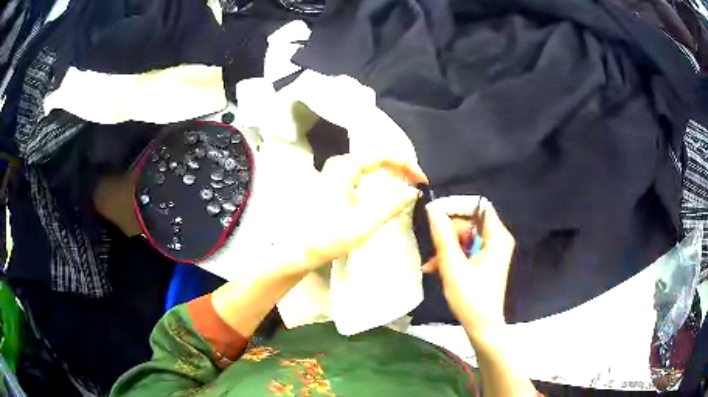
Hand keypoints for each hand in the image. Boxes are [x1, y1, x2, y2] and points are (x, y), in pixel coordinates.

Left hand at [267, 154, 427, 278]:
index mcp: (345, 168)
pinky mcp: (333, 183)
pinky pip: (362, 172)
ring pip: (370, 163)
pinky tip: (386, 189)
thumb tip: (412, 190)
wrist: (298, 250)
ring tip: (407, 183)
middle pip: (377, 156)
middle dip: (400, 166)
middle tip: (417, 182)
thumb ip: (390, 206)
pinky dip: (378, 178)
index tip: (422, 180)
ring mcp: (334, 173)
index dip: (406, 165)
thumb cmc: (327, 238)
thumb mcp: (363, 225)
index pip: (383, 156)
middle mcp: (339, 164)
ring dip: (390, 171)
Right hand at [424, 196, 514, 337]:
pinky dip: (453, 257)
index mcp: (497, 237)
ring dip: (447, 248)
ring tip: (431, 264)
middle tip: (433, 248)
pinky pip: (467, 250)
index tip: (434, 213)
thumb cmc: (471, 297)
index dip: (456, 207)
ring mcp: (492, 252)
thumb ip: (443, 235)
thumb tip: (433, 209)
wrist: (482, 326)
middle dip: (448, 234)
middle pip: (470, 223)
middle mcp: (498, 240)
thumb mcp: (452, 265)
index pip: (478, 206)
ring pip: (465, 237)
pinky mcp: (485, 262)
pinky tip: (436, 269)